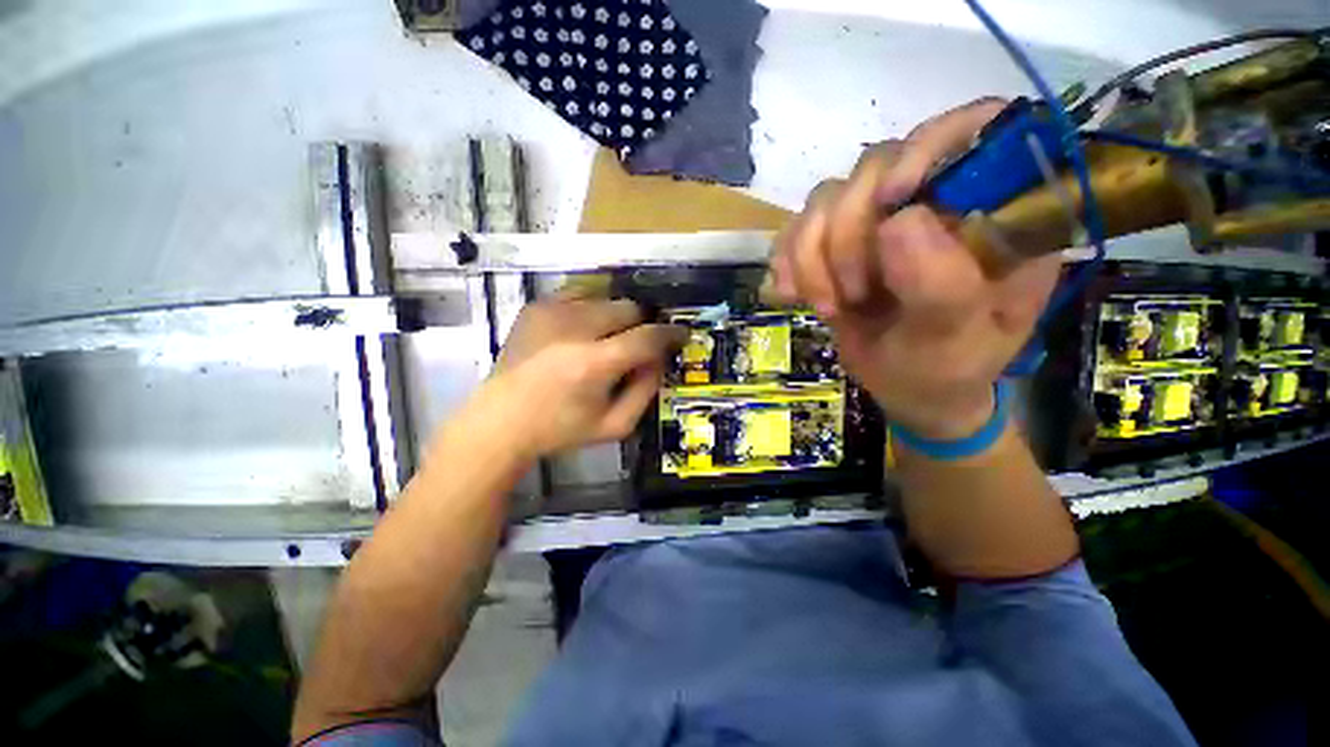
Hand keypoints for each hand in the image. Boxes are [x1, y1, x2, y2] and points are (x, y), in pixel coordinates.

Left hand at [470, 292, 685, 459]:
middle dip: (642, 324)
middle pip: (629, 308)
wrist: (501, 420)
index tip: (680, 335)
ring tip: (608, 339)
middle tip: (637, 344)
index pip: (647, 337)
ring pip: (607, 298)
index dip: (670, 334)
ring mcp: (552, 312)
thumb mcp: (615, 425)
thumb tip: (660, 358)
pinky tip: (585, 330)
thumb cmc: (561, 429)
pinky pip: (580, 294)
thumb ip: (646, 390)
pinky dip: (592, 308)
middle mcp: (574, 329)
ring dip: (617, 317)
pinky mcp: (537, 306)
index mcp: (594, 364)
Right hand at [766, 99, 1061, 439]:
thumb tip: (898, 221)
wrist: (907, 388)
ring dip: (812, 256)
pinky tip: (792, 294)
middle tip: (851, 296)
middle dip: (848, 235)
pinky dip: (787, 260)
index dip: (928, 146)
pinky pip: (796, 228)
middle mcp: (935, 200)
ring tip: (828, 307)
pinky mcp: (836, 242)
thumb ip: (943, 286)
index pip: (975, 129)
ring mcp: (878, 220)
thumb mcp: (959, 341)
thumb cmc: (948, 369)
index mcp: (994, 212)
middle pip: (876, 166)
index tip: (890, 200)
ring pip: (826, 198)